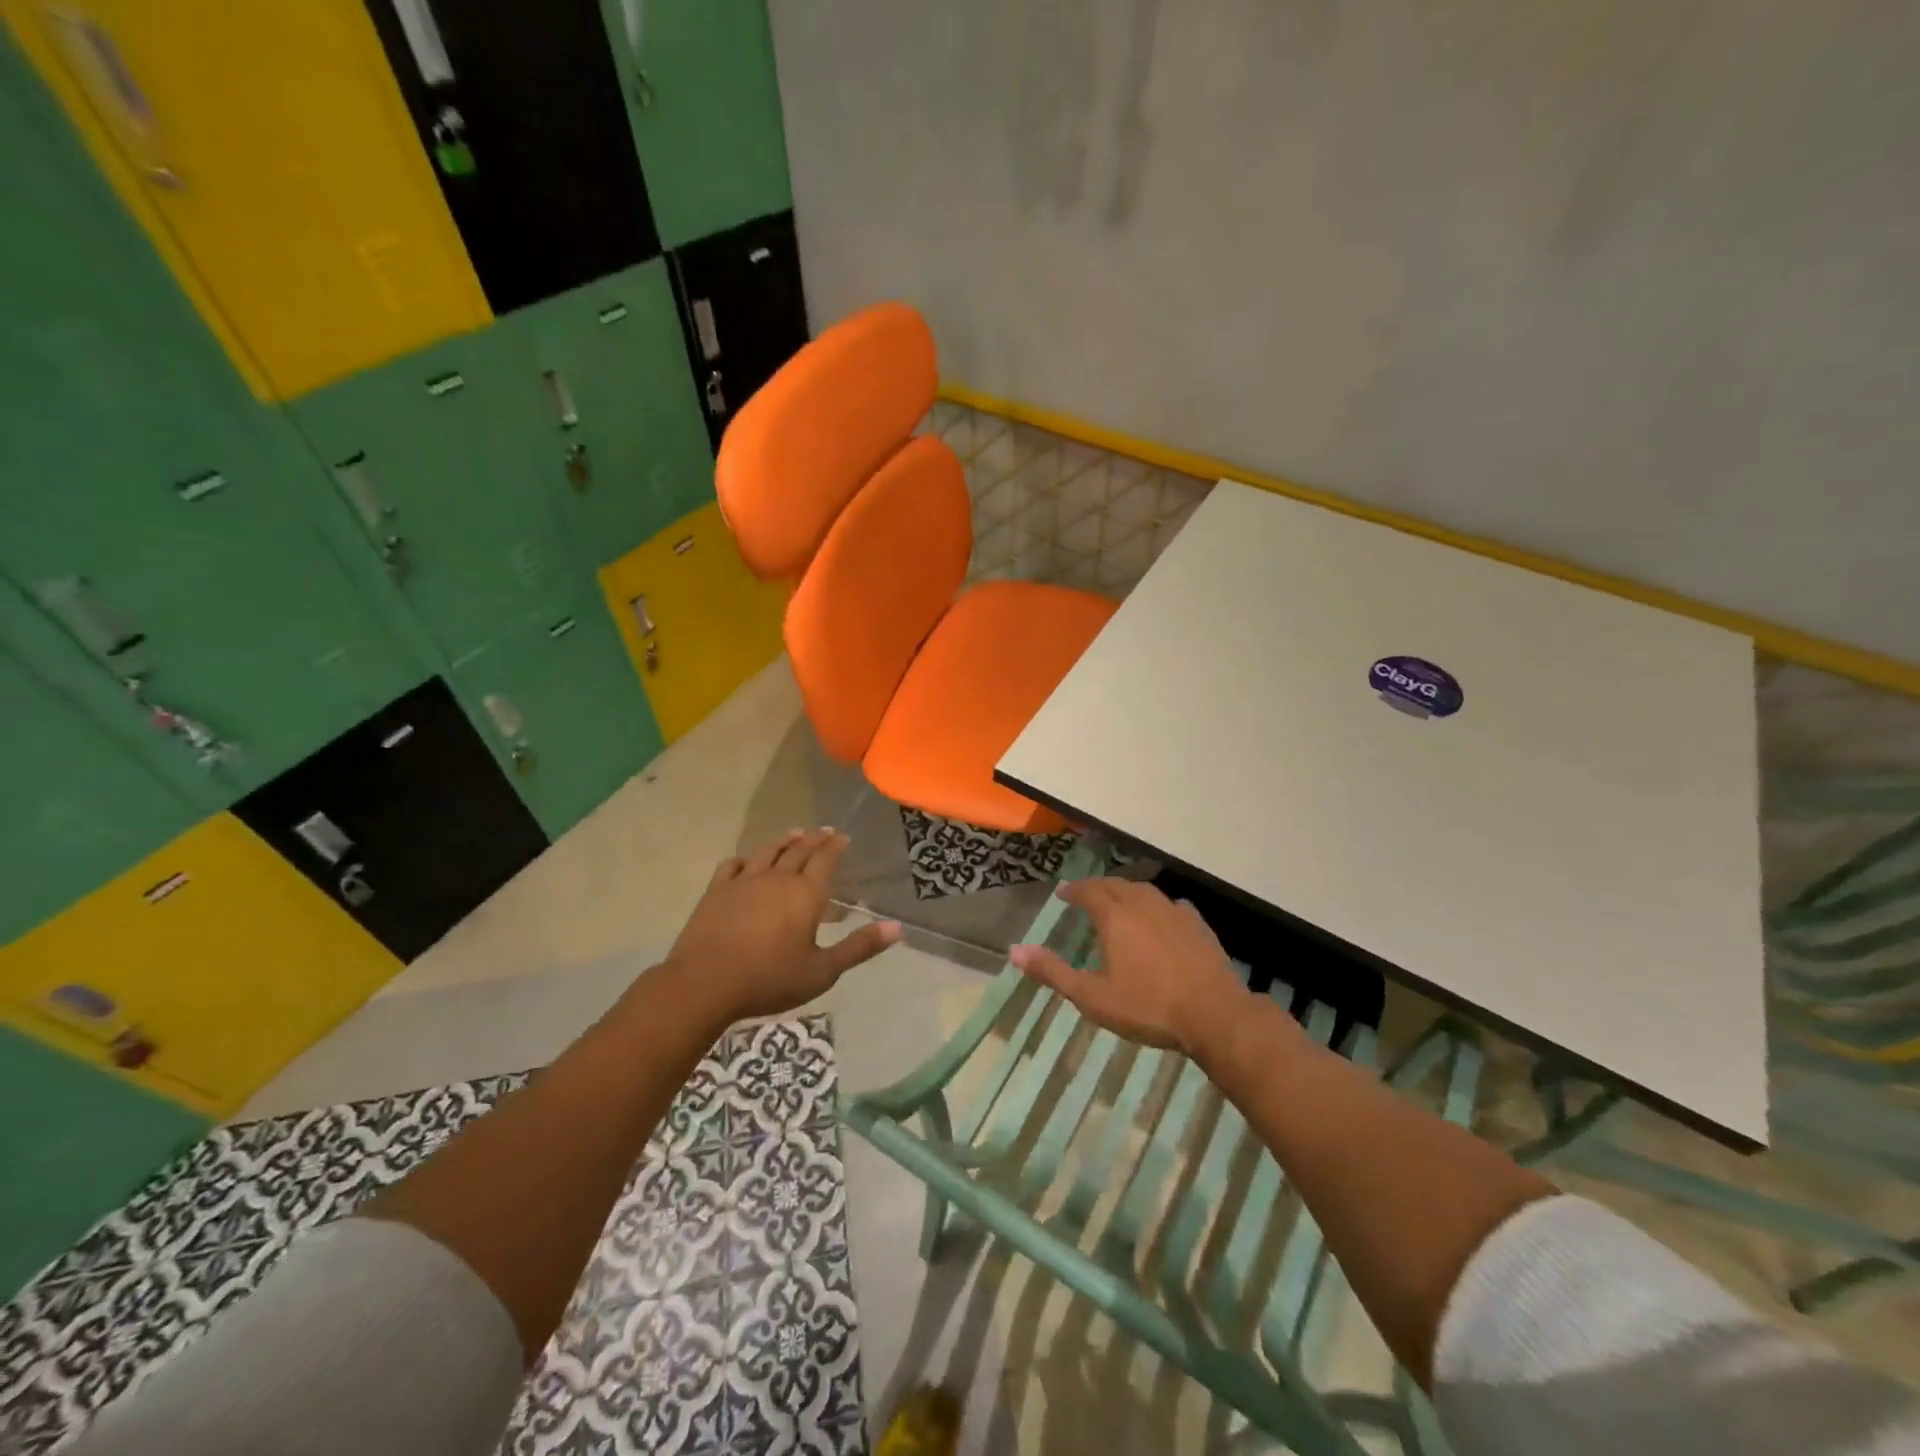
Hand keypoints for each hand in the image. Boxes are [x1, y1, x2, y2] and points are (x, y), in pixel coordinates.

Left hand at [663, 829, 900, 1024]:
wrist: (705, 984)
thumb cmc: (769, 979)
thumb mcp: (822, 971)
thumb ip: (859, 947)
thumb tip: (897, 928)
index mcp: (805, 894)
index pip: (825, 860)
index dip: (836, 847)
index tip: (843, 837)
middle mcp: (777, 878)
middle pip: (799, 850)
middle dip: (814, 839)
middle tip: (824, 831)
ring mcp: (744, 881)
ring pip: (768, 852)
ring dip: (784, 841)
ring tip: (794, 834)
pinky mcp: (716, 890)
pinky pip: (733, 865)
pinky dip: (745, 858)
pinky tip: (747, 860)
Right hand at [1009, 878, 1247, 1059]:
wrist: (1214, 1014)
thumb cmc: (1147, 1006)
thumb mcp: (1092, 996)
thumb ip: (1053, 972)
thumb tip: (1014, 951)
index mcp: (1115, 917)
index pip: (1089, 891)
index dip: (1074, 890)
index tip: (1064, 893)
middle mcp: (1143, 904)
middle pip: (1116, 885)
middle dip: (1098, 886)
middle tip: (1087, 894)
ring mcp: (1174, 912)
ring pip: (1145, 891)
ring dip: (1127, 891)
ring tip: (1120, 901)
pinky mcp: (1198, 926)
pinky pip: (1172, 905)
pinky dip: (1157, 906)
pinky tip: (1161, 917)